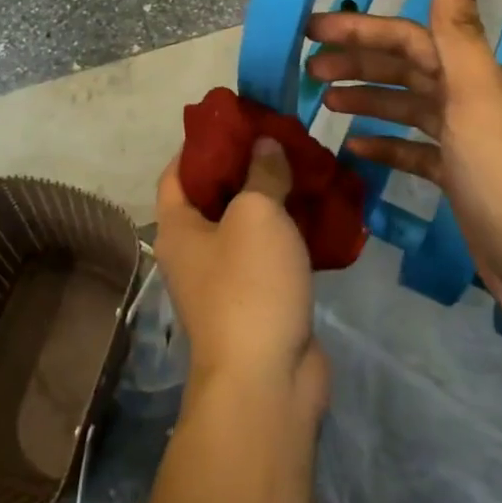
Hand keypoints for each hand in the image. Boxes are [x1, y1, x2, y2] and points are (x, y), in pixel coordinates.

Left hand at [154, 138, 328, 419]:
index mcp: (178, 226)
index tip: (236, 119)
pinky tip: (323, 212)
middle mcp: (196, 250)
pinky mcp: (261, 299)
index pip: (177, 171)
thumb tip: (264, 144)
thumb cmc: (248, 286)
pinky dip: (294, 232)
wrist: (267, 382)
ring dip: (276, 198)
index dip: (202, 142)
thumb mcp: (256, 214)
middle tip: (283, 139)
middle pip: (217, 195)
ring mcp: (228, 279)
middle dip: (248, 165)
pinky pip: (274, 254)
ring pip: (250, 225)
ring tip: (308, 167)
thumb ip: (262, 173)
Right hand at [304, 0, 501, 324]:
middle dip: (357, 62)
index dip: (360, 31)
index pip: (408, 38)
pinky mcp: (459, 177)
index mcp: (474, 75)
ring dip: (367, 98)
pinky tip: (354, 148)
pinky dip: (385, 143)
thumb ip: (460, 32)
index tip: (312, 30)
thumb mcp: (477, 99)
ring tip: (325, 100)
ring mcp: (466, 140)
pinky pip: (414, 150)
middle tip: (309, 69)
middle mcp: (471, 99)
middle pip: (405, 69)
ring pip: (407, 107)